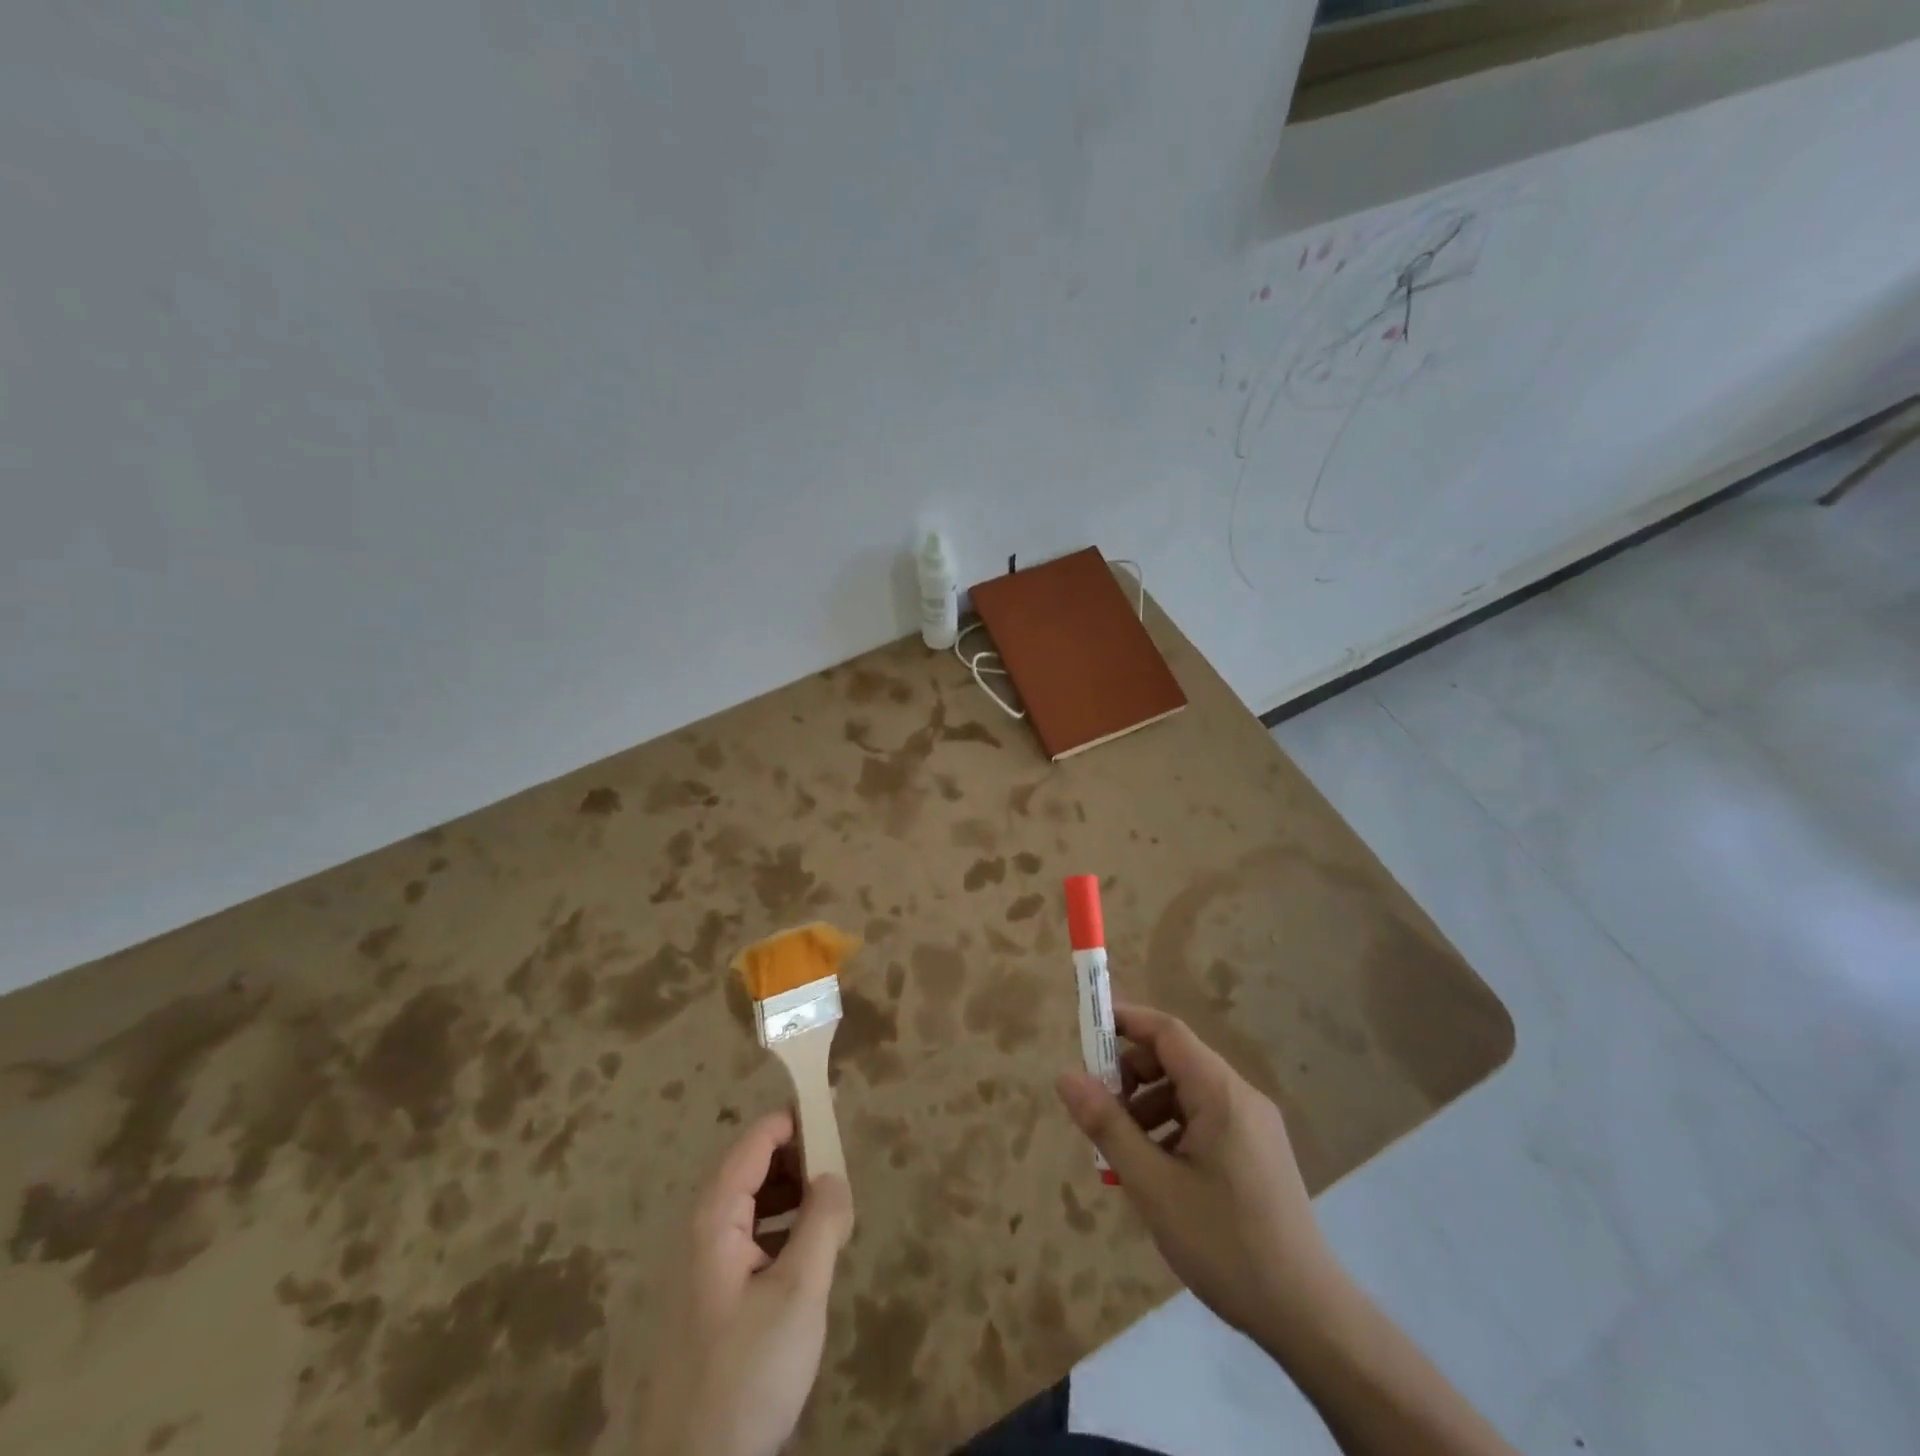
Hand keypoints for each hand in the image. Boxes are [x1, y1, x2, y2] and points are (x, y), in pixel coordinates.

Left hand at [644, 1111, 853, 1455]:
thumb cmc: (748, 1372)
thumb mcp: (798, 1293)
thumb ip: (822, 1222)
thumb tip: (834, 1174)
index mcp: (715, 1217)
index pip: (756, 1141)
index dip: (795, 1118)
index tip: (835, 1107)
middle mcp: (704, 1230)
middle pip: (754, 1167)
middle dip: (800, 1159)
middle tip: (843, 1167)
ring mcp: (706, 1265)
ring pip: (756, 1203)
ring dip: (795, 1194)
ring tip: (834, 1207)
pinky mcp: (715, 1296)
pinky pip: (754, 1237)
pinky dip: (785, 1228)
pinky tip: (812, 1250)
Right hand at [1056, 1003, 1337, 1356]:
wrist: (1309, 1317)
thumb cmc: (1224, 1244)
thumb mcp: (1153, 1186)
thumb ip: (1108, 1126)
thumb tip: (1066, 1077)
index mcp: (1220, 1093)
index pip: (1167, 1031)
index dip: (1126, 1021)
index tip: (1087, 1029)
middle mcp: (1241, 1096)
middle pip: (1176, 1059)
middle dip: (1132, 1074)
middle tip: (1100, 1110)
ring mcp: (1255, 1125)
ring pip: (1189, 1092)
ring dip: (1149, 1107)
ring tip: (1124, 1152)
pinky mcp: (1259, 1152)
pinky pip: (1206, 1119)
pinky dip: (1173, 1128)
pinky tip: (1158, 1173)